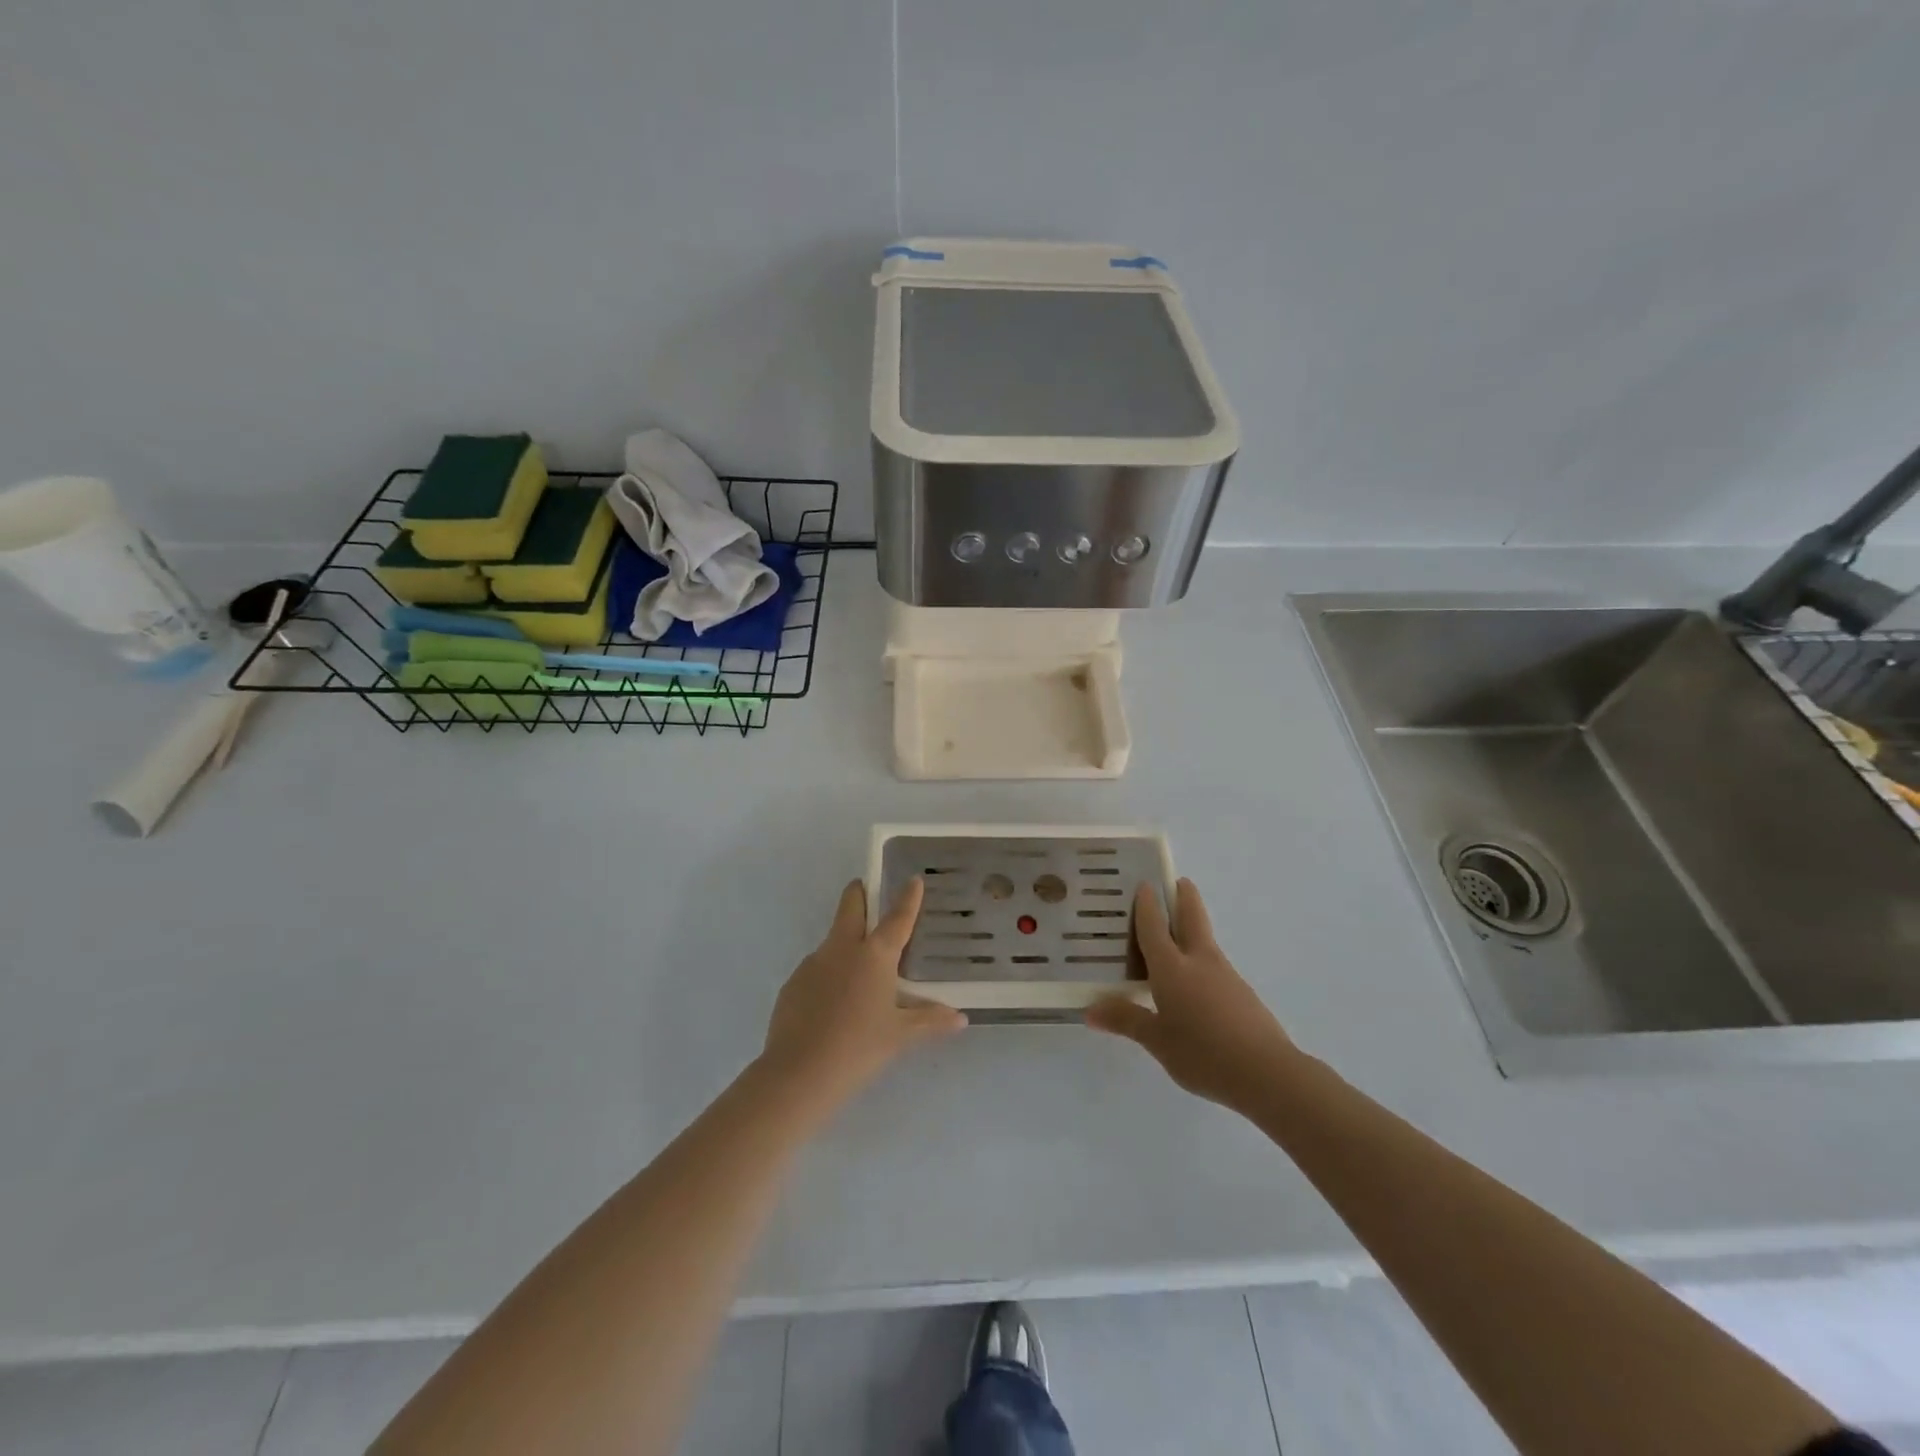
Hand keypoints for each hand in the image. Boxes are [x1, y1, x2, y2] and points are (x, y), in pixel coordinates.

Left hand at [758, 878, 966, 1115]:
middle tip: (867, 889)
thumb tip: (960, 1018)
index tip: (913, 878)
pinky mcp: (792, 984)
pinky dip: (828, 975)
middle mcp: (842, 949)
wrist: (798, 1073)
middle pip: (850, 906)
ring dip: (845, 942)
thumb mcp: (900, 1035)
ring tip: (857, 972)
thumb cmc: (859, 1048)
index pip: (897, 918)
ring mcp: (813, 964)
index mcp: (875, 955)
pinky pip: (816, 970)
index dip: (907, 898)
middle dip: (859, 893)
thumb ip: (930, 1021)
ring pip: (832, 940)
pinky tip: (833, 1004)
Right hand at [1085, 879, 1295, 1111]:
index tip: (1143, 883)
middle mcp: (1199, 961)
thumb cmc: (1203, 1053)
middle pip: (1192, 916)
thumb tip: (1090, 1011)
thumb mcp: (1157, 1041)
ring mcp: (1225, 974)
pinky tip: (1192, 982)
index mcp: (1172, 967)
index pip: (1154, 925)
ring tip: (1173, 936)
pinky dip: (1199, 959)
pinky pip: (1213, 964)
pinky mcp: (1241, 993)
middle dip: (1184, 896)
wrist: (1267, 1073)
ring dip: (1191, 927)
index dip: (1147, 904)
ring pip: (1204, 939)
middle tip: (1175, 882)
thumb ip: (1126, 1020)